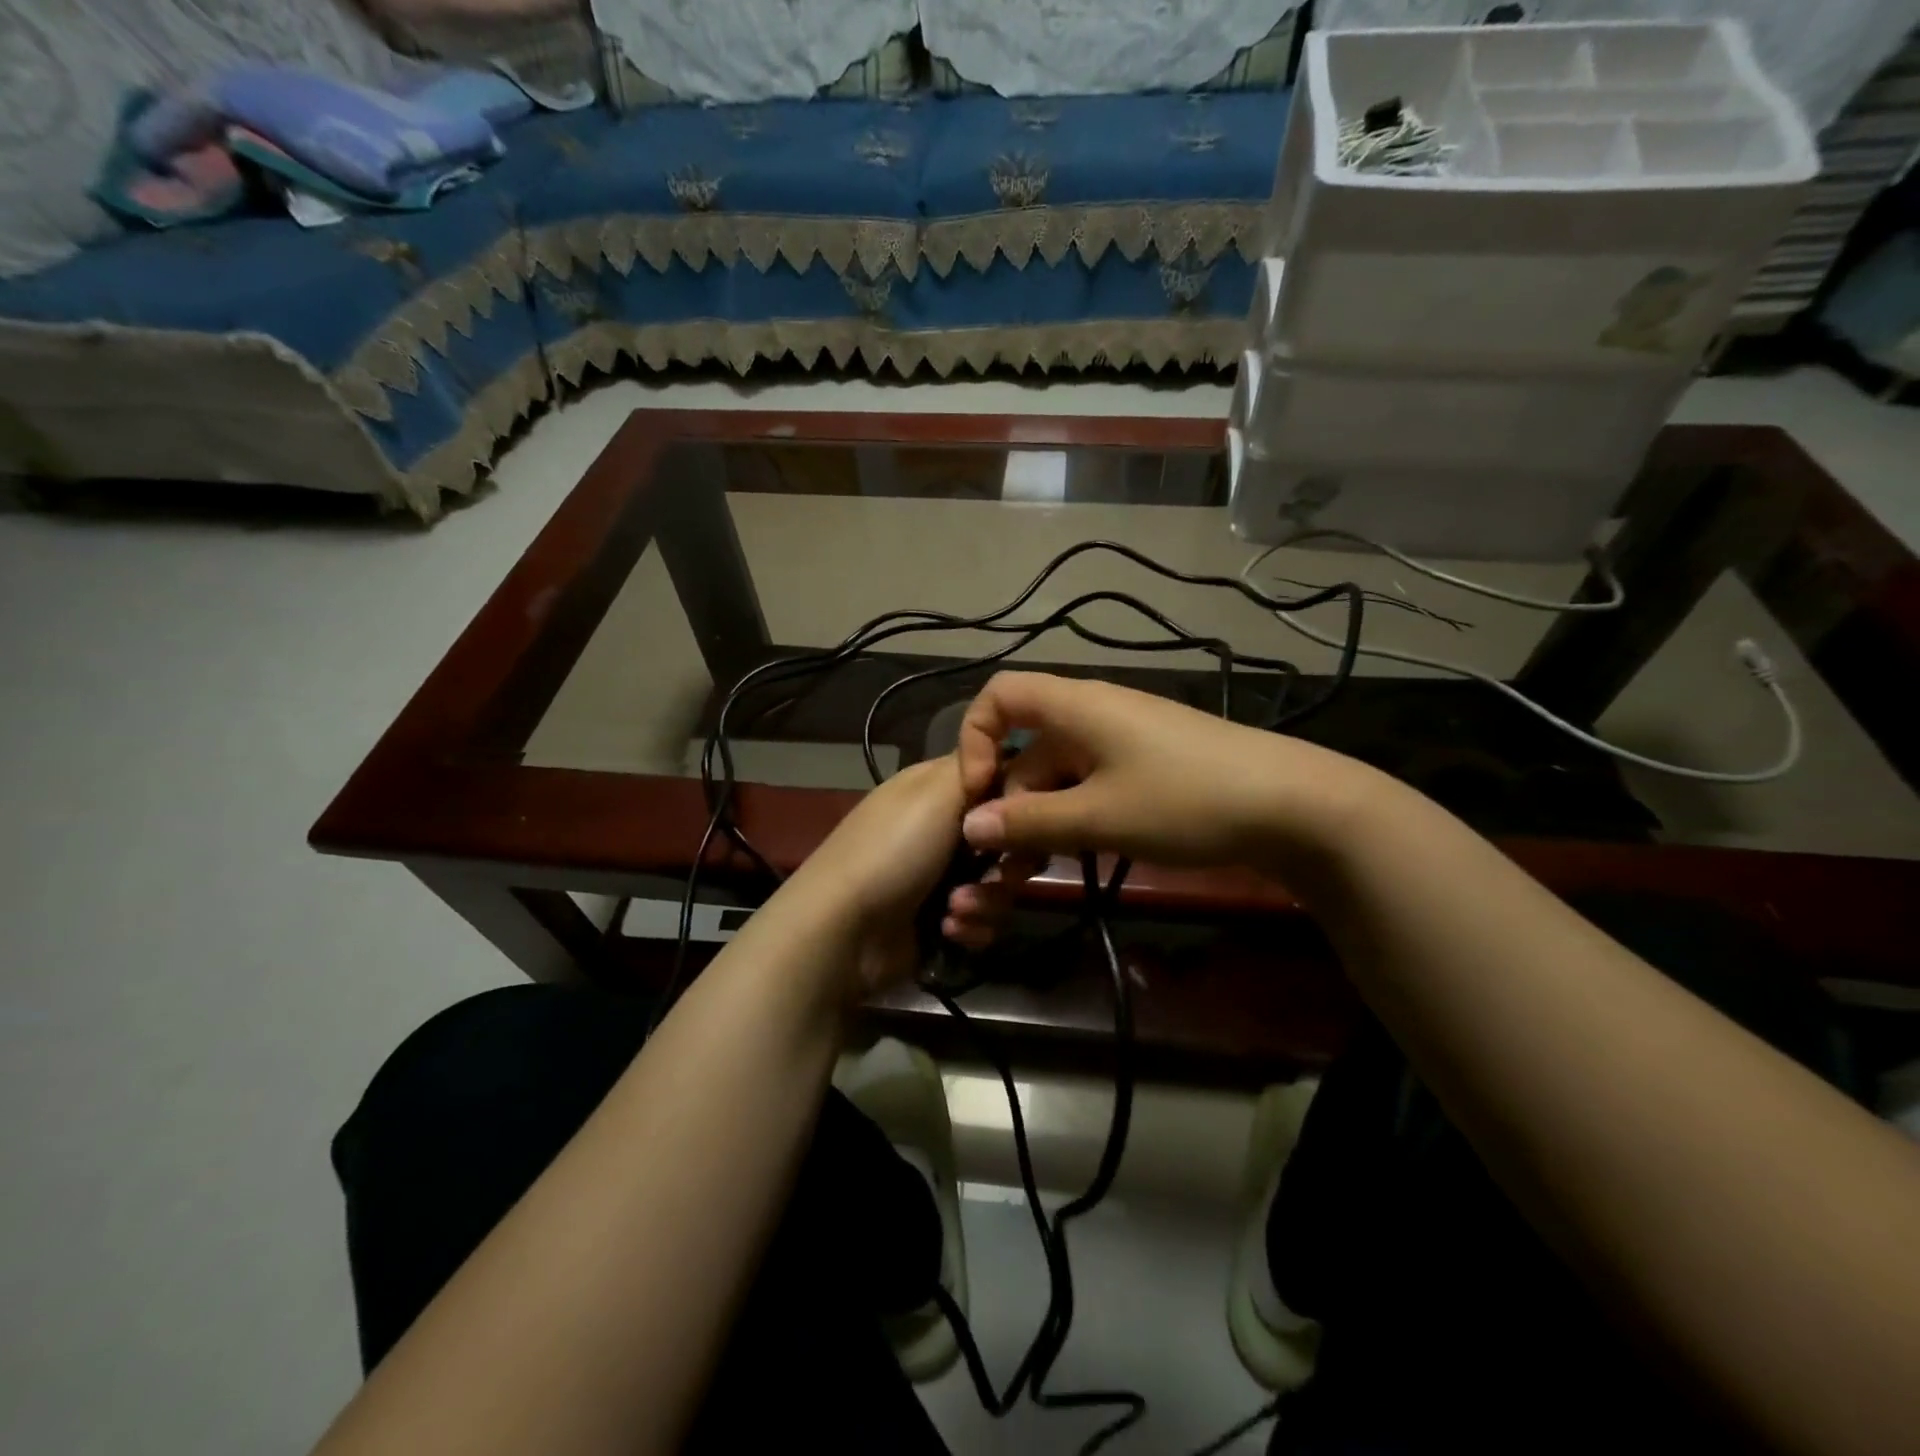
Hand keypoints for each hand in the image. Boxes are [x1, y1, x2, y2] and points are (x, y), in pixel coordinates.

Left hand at [783, 755, 1014, 996]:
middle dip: (1010, 860)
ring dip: (986, 900)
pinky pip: (983, 920)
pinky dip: (970, 927)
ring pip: (1000, 883)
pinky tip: (947, 930)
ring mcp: (940, 876)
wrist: (844, 932)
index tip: (1029, 814)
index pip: (996, 777)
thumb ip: (979, 767)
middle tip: (1004, 870)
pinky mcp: (941, 920)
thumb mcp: (935, 792)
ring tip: (955, 909)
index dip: (1018, 796)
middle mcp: (941, 827)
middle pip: (1007, 837)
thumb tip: (1008, 755)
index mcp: (935, 788)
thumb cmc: (892, 850)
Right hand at [955, 671, 1371, 871]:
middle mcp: (1093, 714)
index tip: (978, 793)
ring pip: (1058, 773)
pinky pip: (1091, 784)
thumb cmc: (1185, 800)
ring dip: (1040, 819)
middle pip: (1026, 747)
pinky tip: (1079, 854)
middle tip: (1007, 863)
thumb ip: (1028, 822)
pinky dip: (1075, 817)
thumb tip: (971, 826)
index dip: (974, 738)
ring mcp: (1123, 741)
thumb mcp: (1099, 817)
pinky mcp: (1147, 766)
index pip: (999, 696)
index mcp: (1075, 706)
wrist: (1293, 806)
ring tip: (1035, 872)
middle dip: (1009, 802)